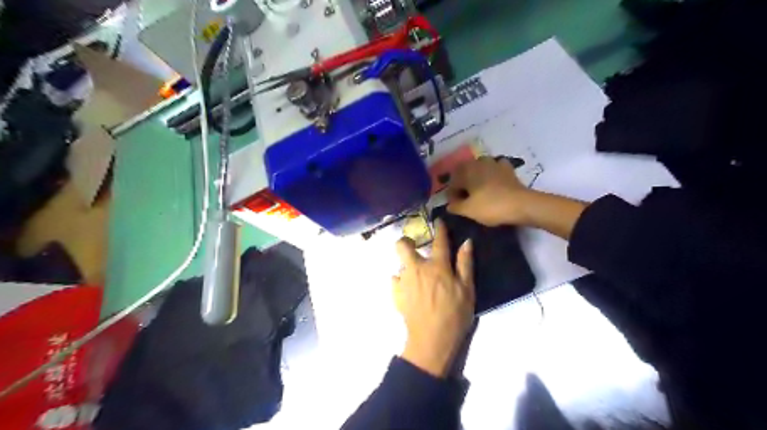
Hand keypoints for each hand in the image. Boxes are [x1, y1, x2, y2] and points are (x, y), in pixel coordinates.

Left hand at [395, 220, 474, 377]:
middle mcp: (417, 268)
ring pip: (399, 263)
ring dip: (407, 264)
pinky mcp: (396, 294)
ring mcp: (403, 281)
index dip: (439, 229)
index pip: (438, 241)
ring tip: (416, 275)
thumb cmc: (454, 315)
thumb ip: (465, 264)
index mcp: (437, 266)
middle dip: (406, 241)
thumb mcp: (467, 290)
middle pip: (402, 245)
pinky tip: (409, 289)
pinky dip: (401, 281)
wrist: (431, 340)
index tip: (438, 221)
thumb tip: (466, 242)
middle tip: (415, 247)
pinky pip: (395, 280)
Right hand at [447, 157, 535, 225]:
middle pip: (464, 172)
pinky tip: (494, 183)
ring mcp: (494, 163)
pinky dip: (492, 174)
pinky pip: (495, 169)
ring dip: (476, 177)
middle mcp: (478, 163)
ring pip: (479, 168)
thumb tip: (449, 205)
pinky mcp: (507, 169)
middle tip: (465, 198)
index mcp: (465, 171)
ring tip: (478, 191)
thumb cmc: (490, 206)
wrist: (521, 205)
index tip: (455, 206)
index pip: (452, 182)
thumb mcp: (468, 210)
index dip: (452, 195)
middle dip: (463, 184)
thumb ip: (455, 206)